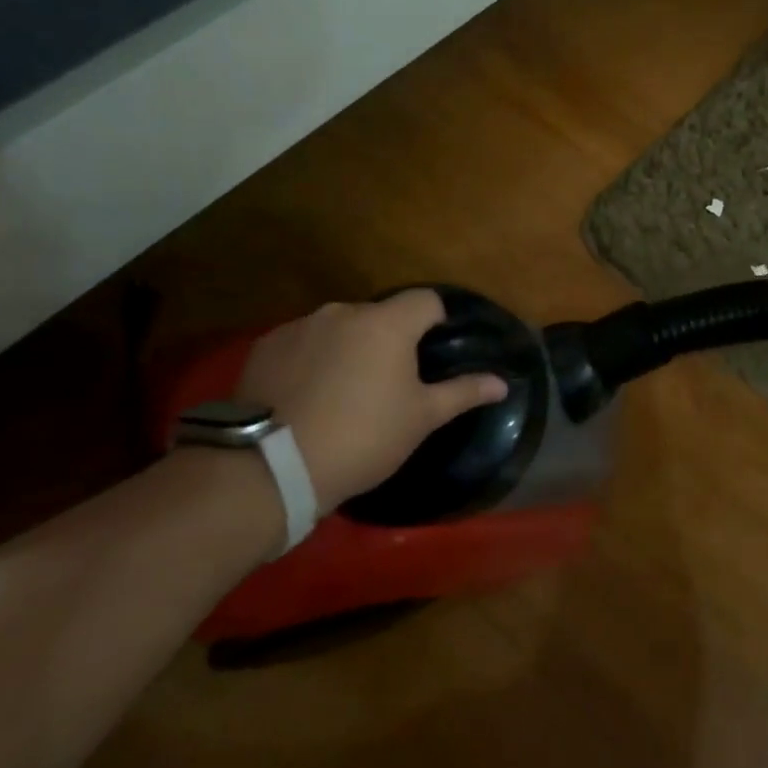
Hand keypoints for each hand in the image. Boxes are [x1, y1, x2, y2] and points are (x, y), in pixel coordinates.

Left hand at [235, 290, 507, 514]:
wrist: (273, 467)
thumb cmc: (363, 438)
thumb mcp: (421, 419)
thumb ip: (463, 392)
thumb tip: (502, 383)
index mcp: (386, 324)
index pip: (426, 300)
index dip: (436, 321)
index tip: (433, 352)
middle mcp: (342, 312)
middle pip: (379, 315)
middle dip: (388, 338)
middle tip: (388, 382)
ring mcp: (300, 326)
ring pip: (339, 327)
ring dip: (348, 347)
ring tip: (343, 392)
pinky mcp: (265, 345)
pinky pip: (302, 342)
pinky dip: (311, 359)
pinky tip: (306, 395)